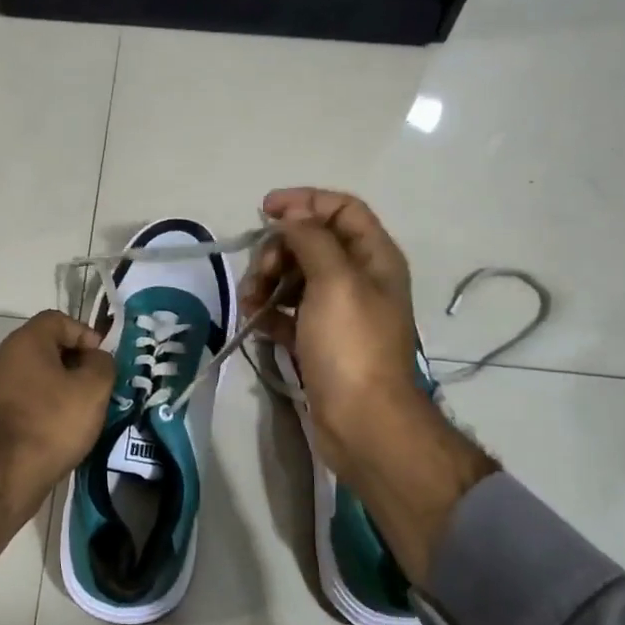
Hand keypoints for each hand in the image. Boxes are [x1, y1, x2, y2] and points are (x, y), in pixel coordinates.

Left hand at [0, 311, 113, 557]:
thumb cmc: (53, 422)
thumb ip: (101, 363)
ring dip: (58, 382)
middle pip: (44, 344)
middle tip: (95, 382)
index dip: (84, 333)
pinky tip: (60, 423)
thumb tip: (95, 358)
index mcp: (24, 342)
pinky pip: (22, 394)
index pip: (57, 319)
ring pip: (33, 371)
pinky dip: (43, 401)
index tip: (101, 359)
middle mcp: (2, 356)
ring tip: (81, 405)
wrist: (8, 474)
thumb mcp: (93, 389)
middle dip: (73, 359)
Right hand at [242, 188, 496, 581]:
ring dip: (267, 283)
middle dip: (278, 250)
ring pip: (295, 279)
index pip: (342, 209)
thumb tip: (291, 215)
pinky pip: (288, 314)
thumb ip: (312, 239)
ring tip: (250, 303)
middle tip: (259, 273)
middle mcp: (359, 280)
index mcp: (374, 258)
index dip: (305, 201)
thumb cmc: (352, 346)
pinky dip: (270, 313)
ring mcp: (338, 313)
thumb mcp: (335, 281)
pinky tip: (255, 323)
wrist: (363, 423)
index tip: (264, 210)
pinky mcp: (319, 342)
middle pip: (312, 243)